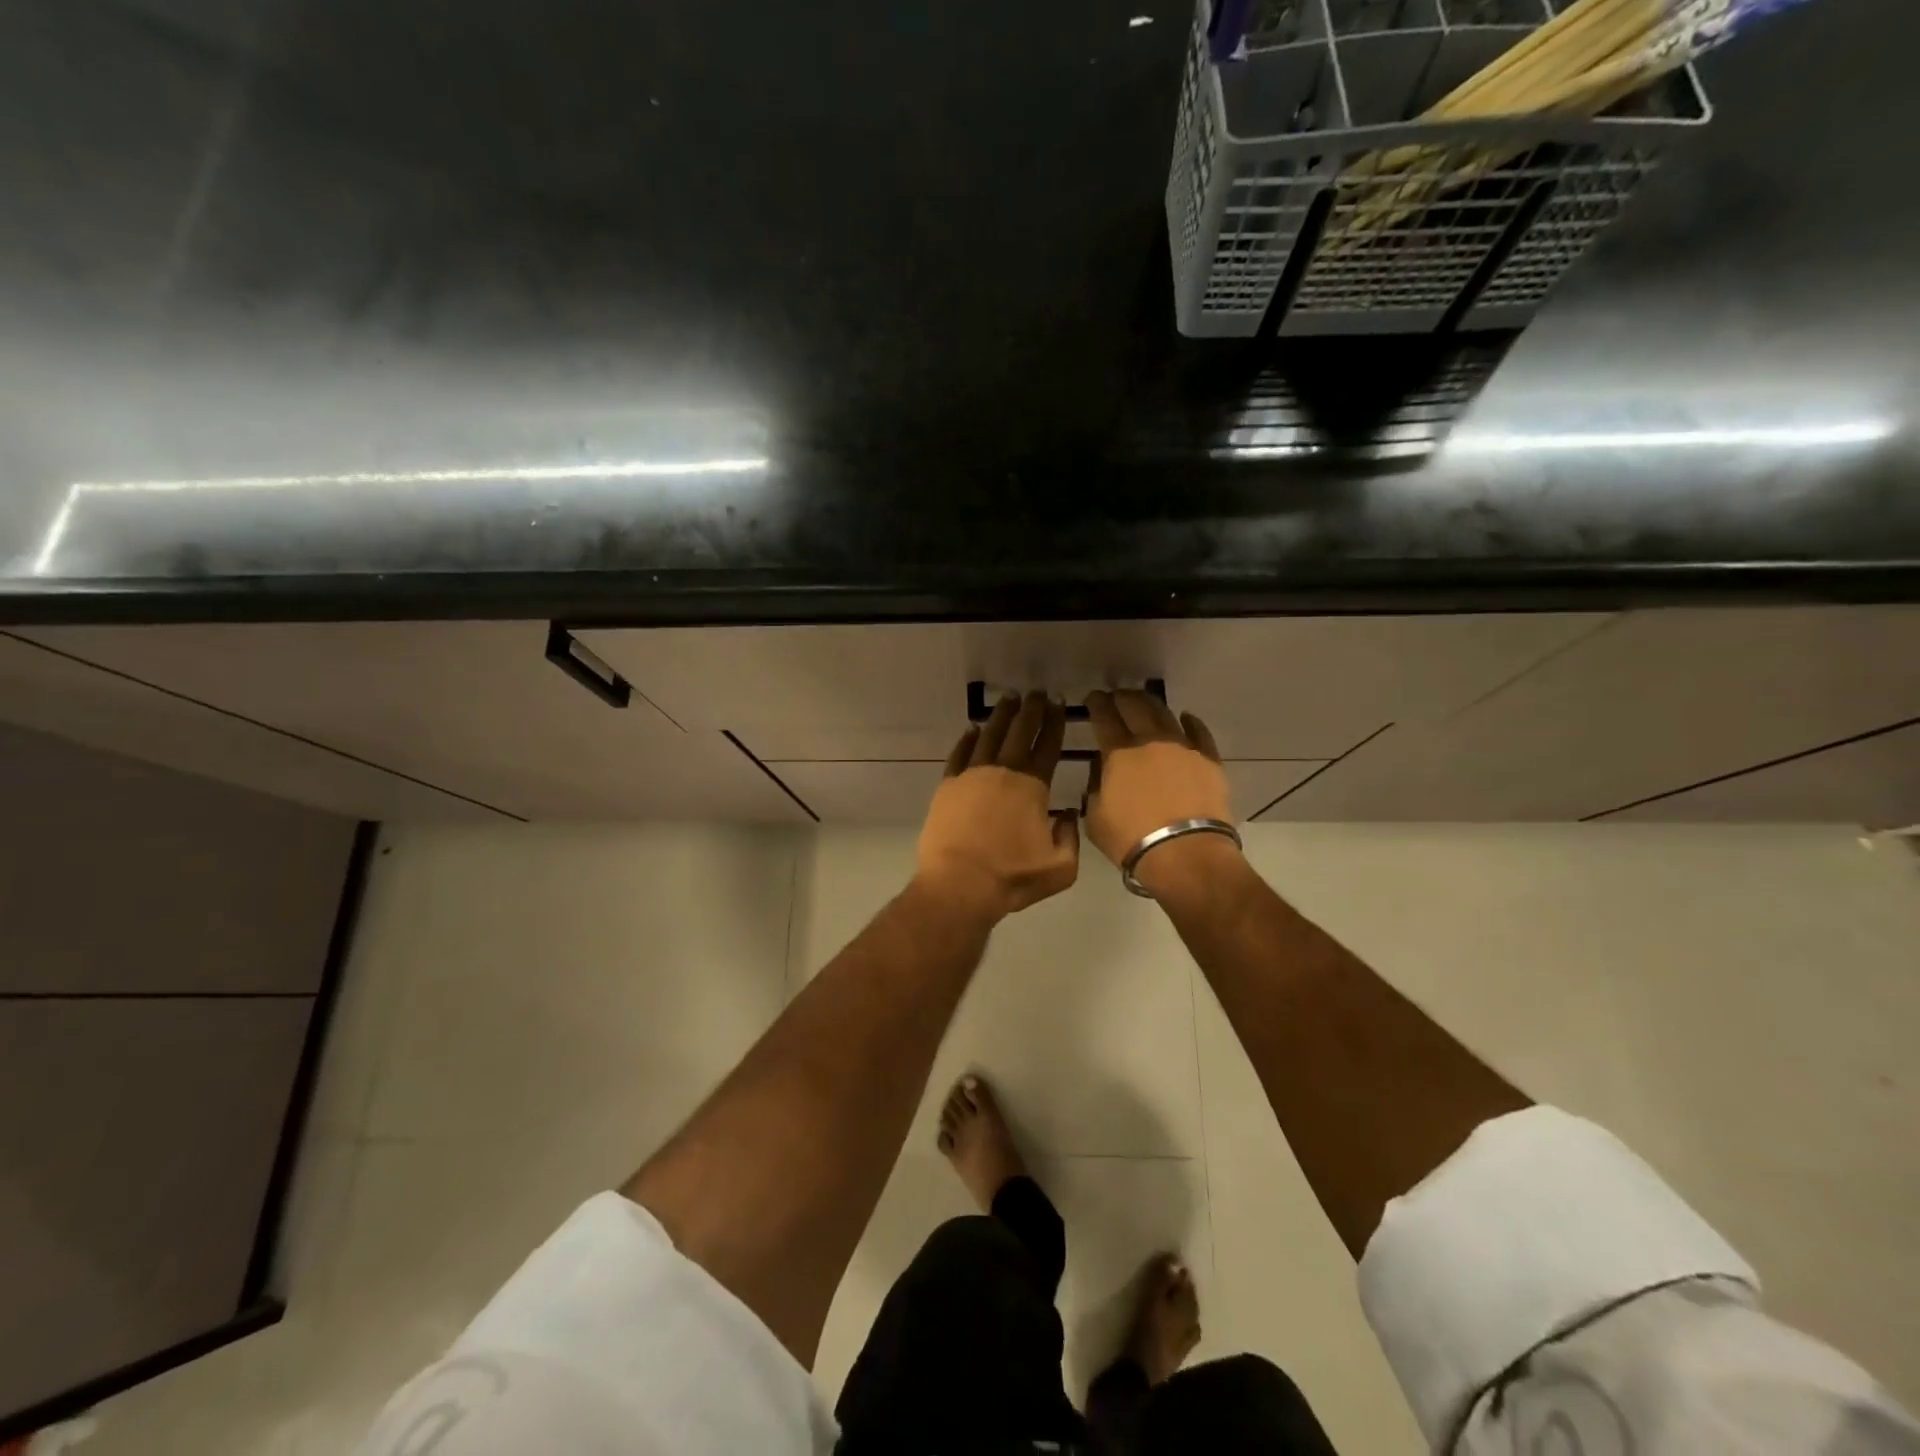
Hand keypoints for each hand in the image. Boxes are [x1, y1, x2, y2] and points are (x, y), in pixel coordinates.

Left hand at [916, 693, 1079, 921]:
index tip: (1057, 702)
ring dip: (1001, 716)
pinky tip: (972, 729)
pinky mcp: (948, 786)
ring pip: (989, 735)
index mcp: (1033, 786)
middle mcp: (1003, 771)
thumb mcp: (1060, 867)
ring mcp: (972, 775)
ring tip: (1009, 699)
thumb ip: (1071, 838)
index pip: (1048, 745)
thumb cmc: (1012, 877)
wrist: (960, 884)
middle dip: (1030, 709)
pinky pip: (959, 754)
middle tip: (1035, 692)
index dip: (1054, 722)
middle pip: (1020, 732)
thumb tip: (1068, 814)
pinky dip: (967, 739)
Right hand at [1085, 690, 1241, 901]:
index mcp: (1118, 753)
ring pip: (1165, 713)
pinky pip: (1199, 732)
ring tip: (1144, 702)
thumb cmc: (1132, 840)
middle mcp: (1150, 740)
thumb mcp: (1095, 817)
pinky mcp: (1209, 760)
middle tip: (1116, 697)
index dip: (1096, 704)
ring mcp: (1183, 747)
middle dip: (1122, 697)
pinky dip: (1189, 722)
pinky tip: (1185, 718)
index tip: (1093, 698)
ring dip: (1151, 704)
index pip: (1104, 717)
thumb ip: (1095, 787)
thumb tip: (1100, 770)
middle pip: (1135, 706)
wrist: (1186, 854)